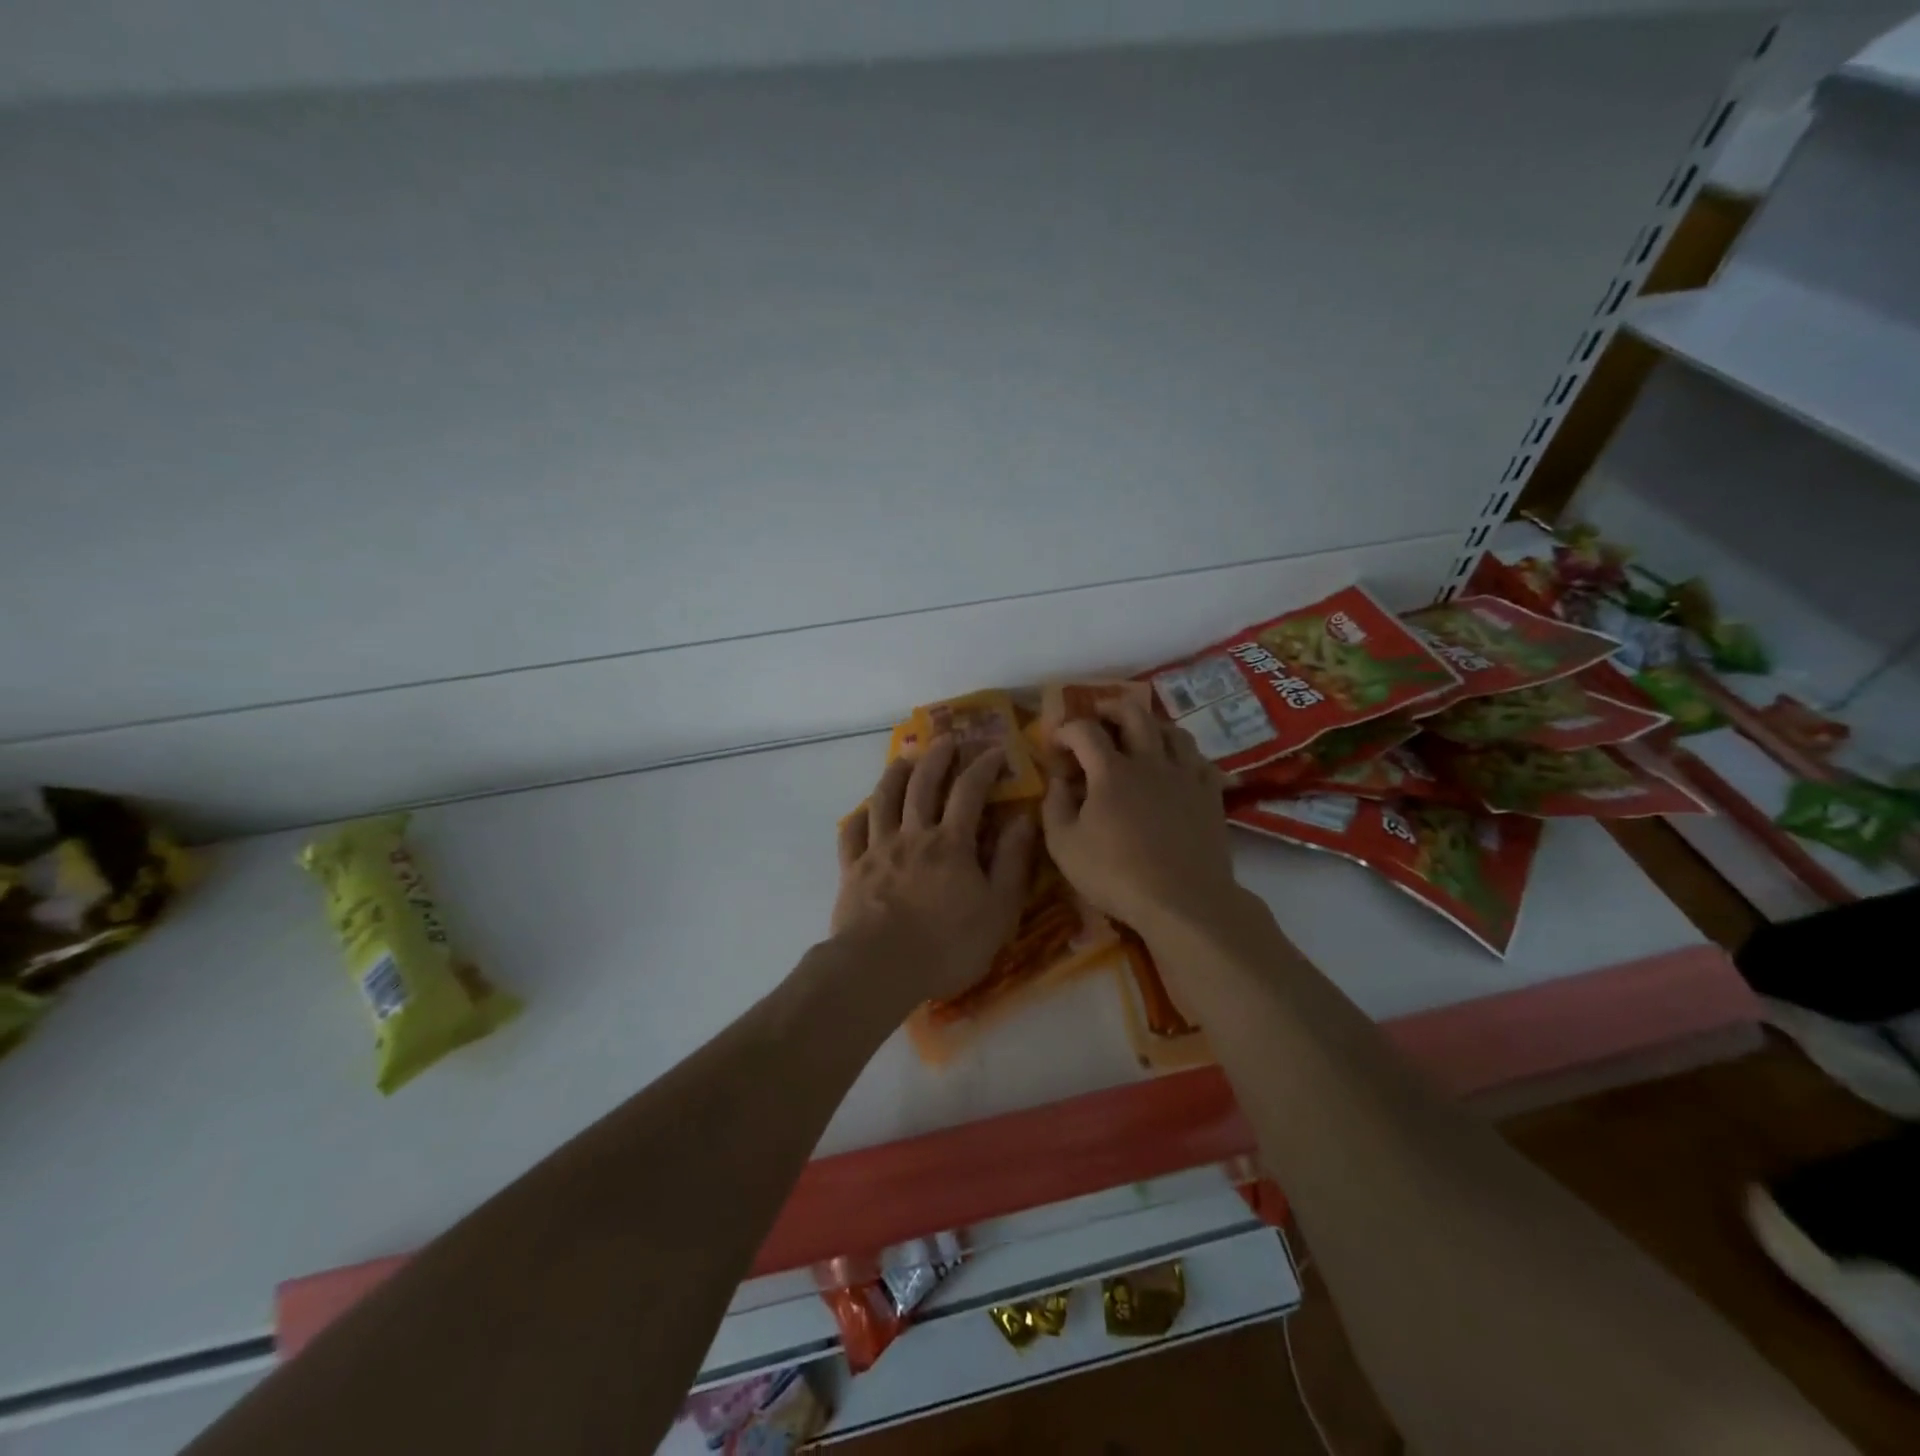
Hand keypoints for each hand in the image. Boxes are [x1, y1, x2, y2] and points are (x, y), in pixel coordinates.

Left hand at [833, 738, 1036, 1004]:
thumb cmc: (947, 944)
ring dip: (895, 774)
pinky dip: (859, 816)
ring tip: (904, 759)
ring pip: (884, 799)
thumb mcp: (998, 909)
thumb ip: (1012, 862)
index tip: (995, 751)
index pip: (969, 791)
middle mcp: (913, 835)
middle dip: (937, 757)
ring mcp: (878, 849)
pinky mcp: (852, 869)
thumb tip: (1023, 819)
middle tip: (946, 738)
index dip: (983, 766)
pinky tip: (863, 811)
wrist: (880, 967)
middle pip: (923, 784)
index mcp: (951, 843)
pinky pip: (852, 833)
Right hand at [1041, 705, 1238, 936]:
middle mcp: (1150, 762)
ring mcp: (1185, 776)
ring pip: (1173, 730)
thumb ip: (1054, 807)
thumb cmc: (1116, 875)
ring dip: (1151, 725)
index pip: (1084, 731)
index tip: (1055, 745)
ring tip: (1140, 735)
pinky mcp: (1210, 795)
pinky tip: (1177, 766)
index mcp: (1111, 772)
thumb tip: (1058, 782)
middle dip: (1110, 708)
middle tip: (1098, 716)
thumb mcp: (1064, 847)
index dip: (1065, 730)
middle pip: (1134, 714)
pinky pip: (1200, 760)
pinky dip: (1184, 755)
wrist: (1183, 901)